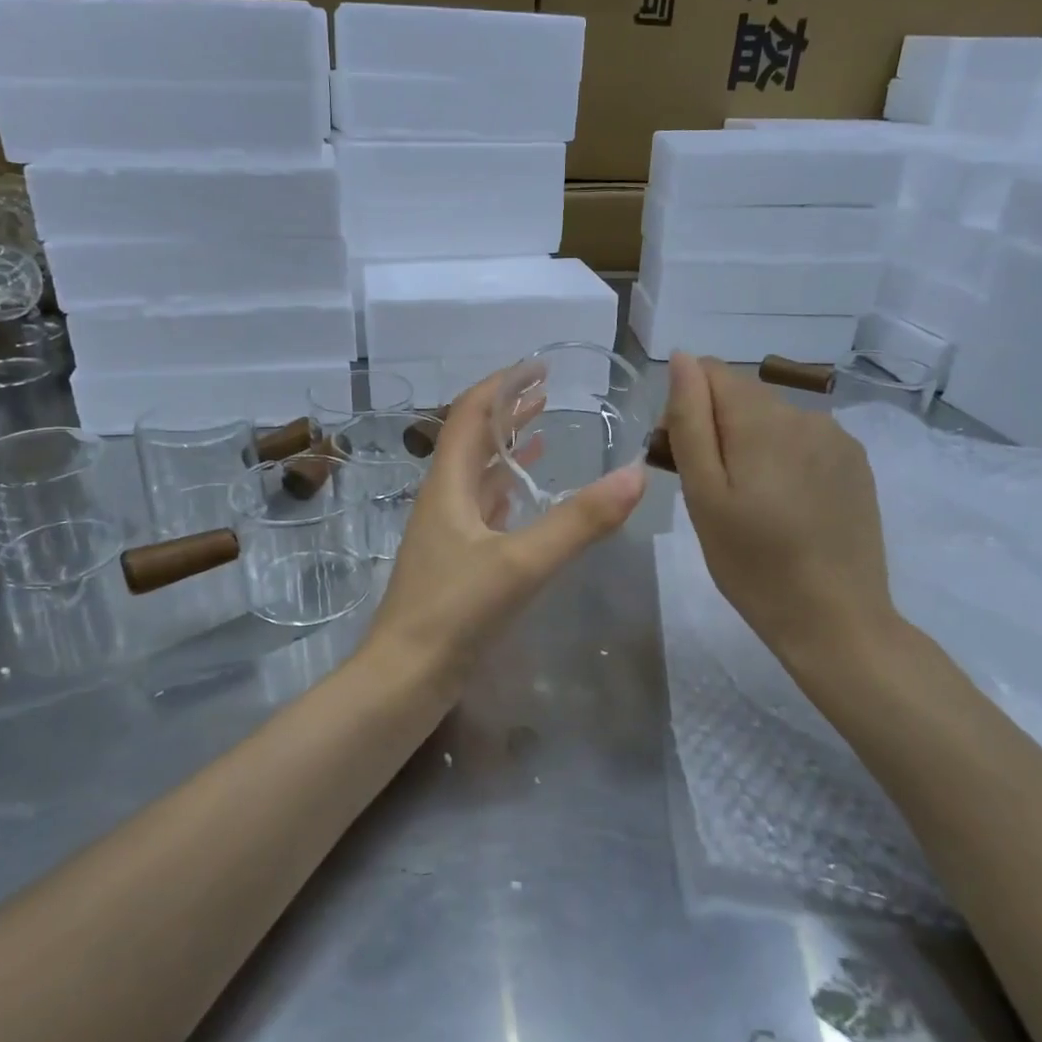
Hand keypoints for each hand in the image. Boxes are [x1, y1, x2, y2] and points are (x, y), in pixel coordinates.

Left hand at [366, 369, 646, 689]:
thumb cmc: (455, 611)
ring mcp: (447, 530)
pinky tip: (525, 495)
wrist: (406, 676)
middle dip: (508, 410)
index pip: (471, 413)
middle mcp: (443, 498)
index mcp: (449, 484)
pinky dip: (508, 489)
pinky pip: (484, 508)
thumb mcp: (521, 563)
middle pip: (473, 438)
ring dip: (508, 447)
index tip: (539, 366)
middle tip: (547, 391)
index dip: (503, 384)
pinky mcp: (456, 559)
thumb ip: (579, 521)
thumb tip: (636, 475)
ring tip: (543, 429)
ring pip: (479, 473)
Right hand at [661, 352, 898, 683]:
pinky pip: (803, 440)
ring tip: (747, 503)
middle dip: (715, 426)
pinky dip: (782, 458)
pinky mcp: (855, 464)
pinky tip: (784, 506)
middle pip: (741, 395)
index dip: (684, 407)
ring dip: (748, 443)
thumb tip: (682, 359)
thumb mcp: (704, 495)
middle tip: (709, 490)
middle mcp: (804, 414)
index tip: (680, 459)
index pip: (710, 372)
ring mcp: (837, 438)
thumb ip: (690, 421)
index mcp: (762, 419)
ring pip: (772, 418)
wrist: (837, 620)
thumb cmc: (752, 564)